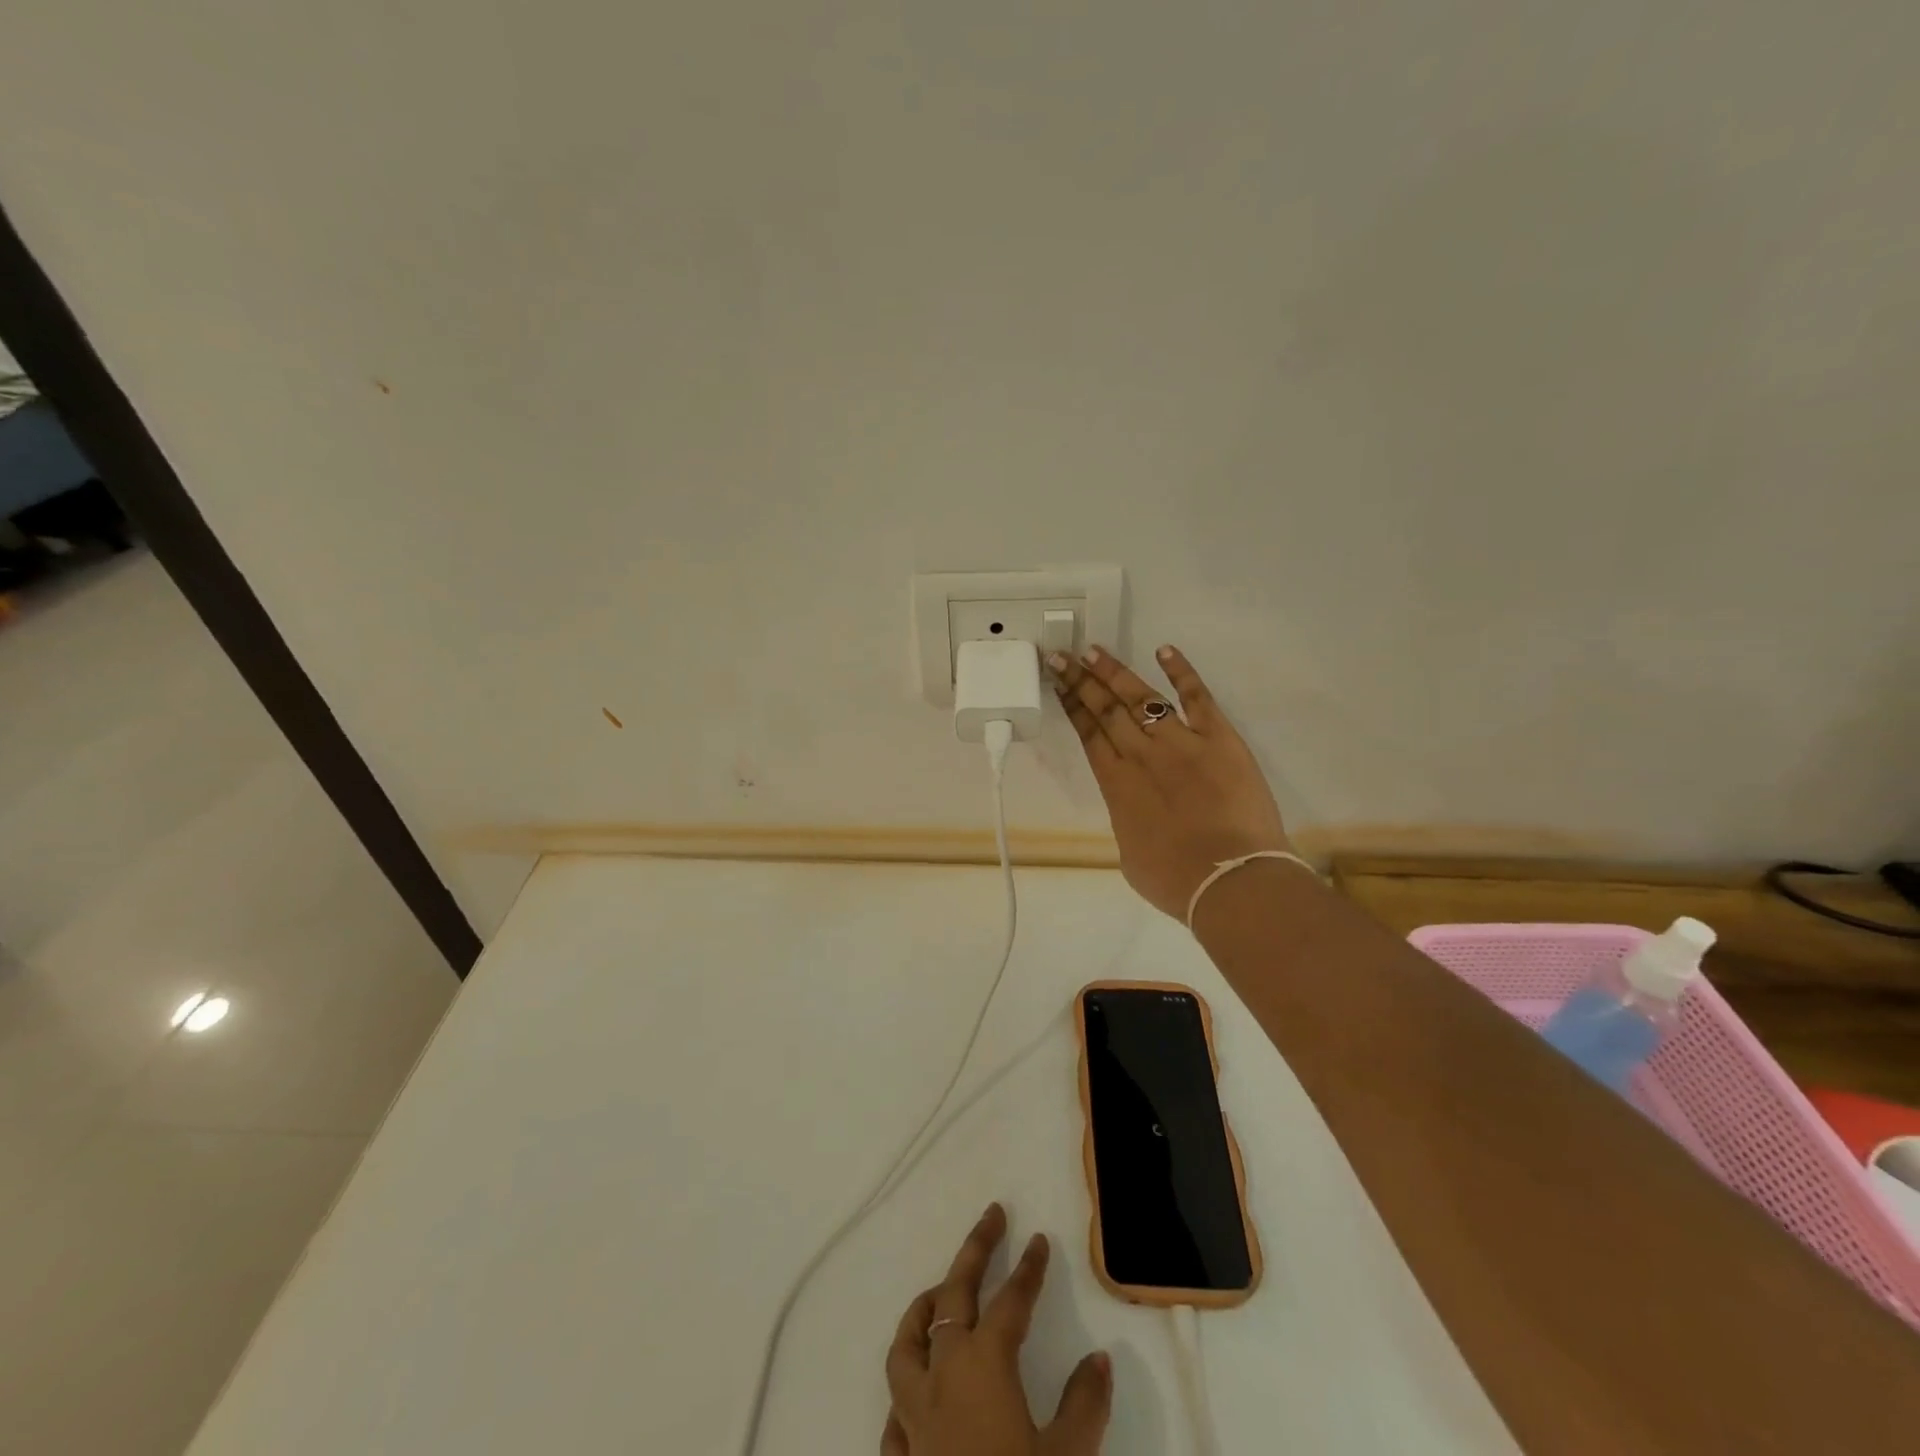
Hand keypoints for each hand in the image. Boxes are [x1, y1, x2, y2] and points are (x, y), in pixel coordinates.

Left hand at [882, 1203, 1111, 1455]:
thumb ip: (1083, 1406)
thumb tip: (1100, 1360)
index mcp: (984, 1365)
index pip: (1011, 1301)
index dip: (1028, 1269)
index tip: (1039, 1240)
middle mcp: (944, 1375)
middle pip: (954, 1295)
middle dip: (975, 1250)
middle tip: (992, 1216)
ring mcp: (914, 1414)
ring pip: (906, 1342)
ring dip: (924, 1310)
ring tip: (939, 1293)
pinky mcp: (900, 1453)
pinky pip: (894, 1405)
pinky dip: (907, 1385)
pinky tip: (917, 1390)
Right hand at [1050, 644, 1290, 920]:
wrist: (1229, 880)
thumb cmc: (1175, 880)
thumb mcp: (1131, 855)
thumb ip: (1128, 820)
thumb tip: (1134, 807)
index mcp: (1116, 783)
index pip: (1088, 733)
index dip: (1071, 704)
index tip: (1058, 681)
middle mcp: (1141, 754)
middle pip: (1106, 709)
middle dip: (1081, 680)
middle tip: (1062, 655)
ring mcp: (1181, 742)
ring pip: (1142, 697)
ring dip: (1116, 673)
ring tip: (1095, 651)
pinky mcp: (1219, 738)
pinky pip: (1197, 697)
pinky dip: (1182, 672)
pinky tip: (1165, 650)